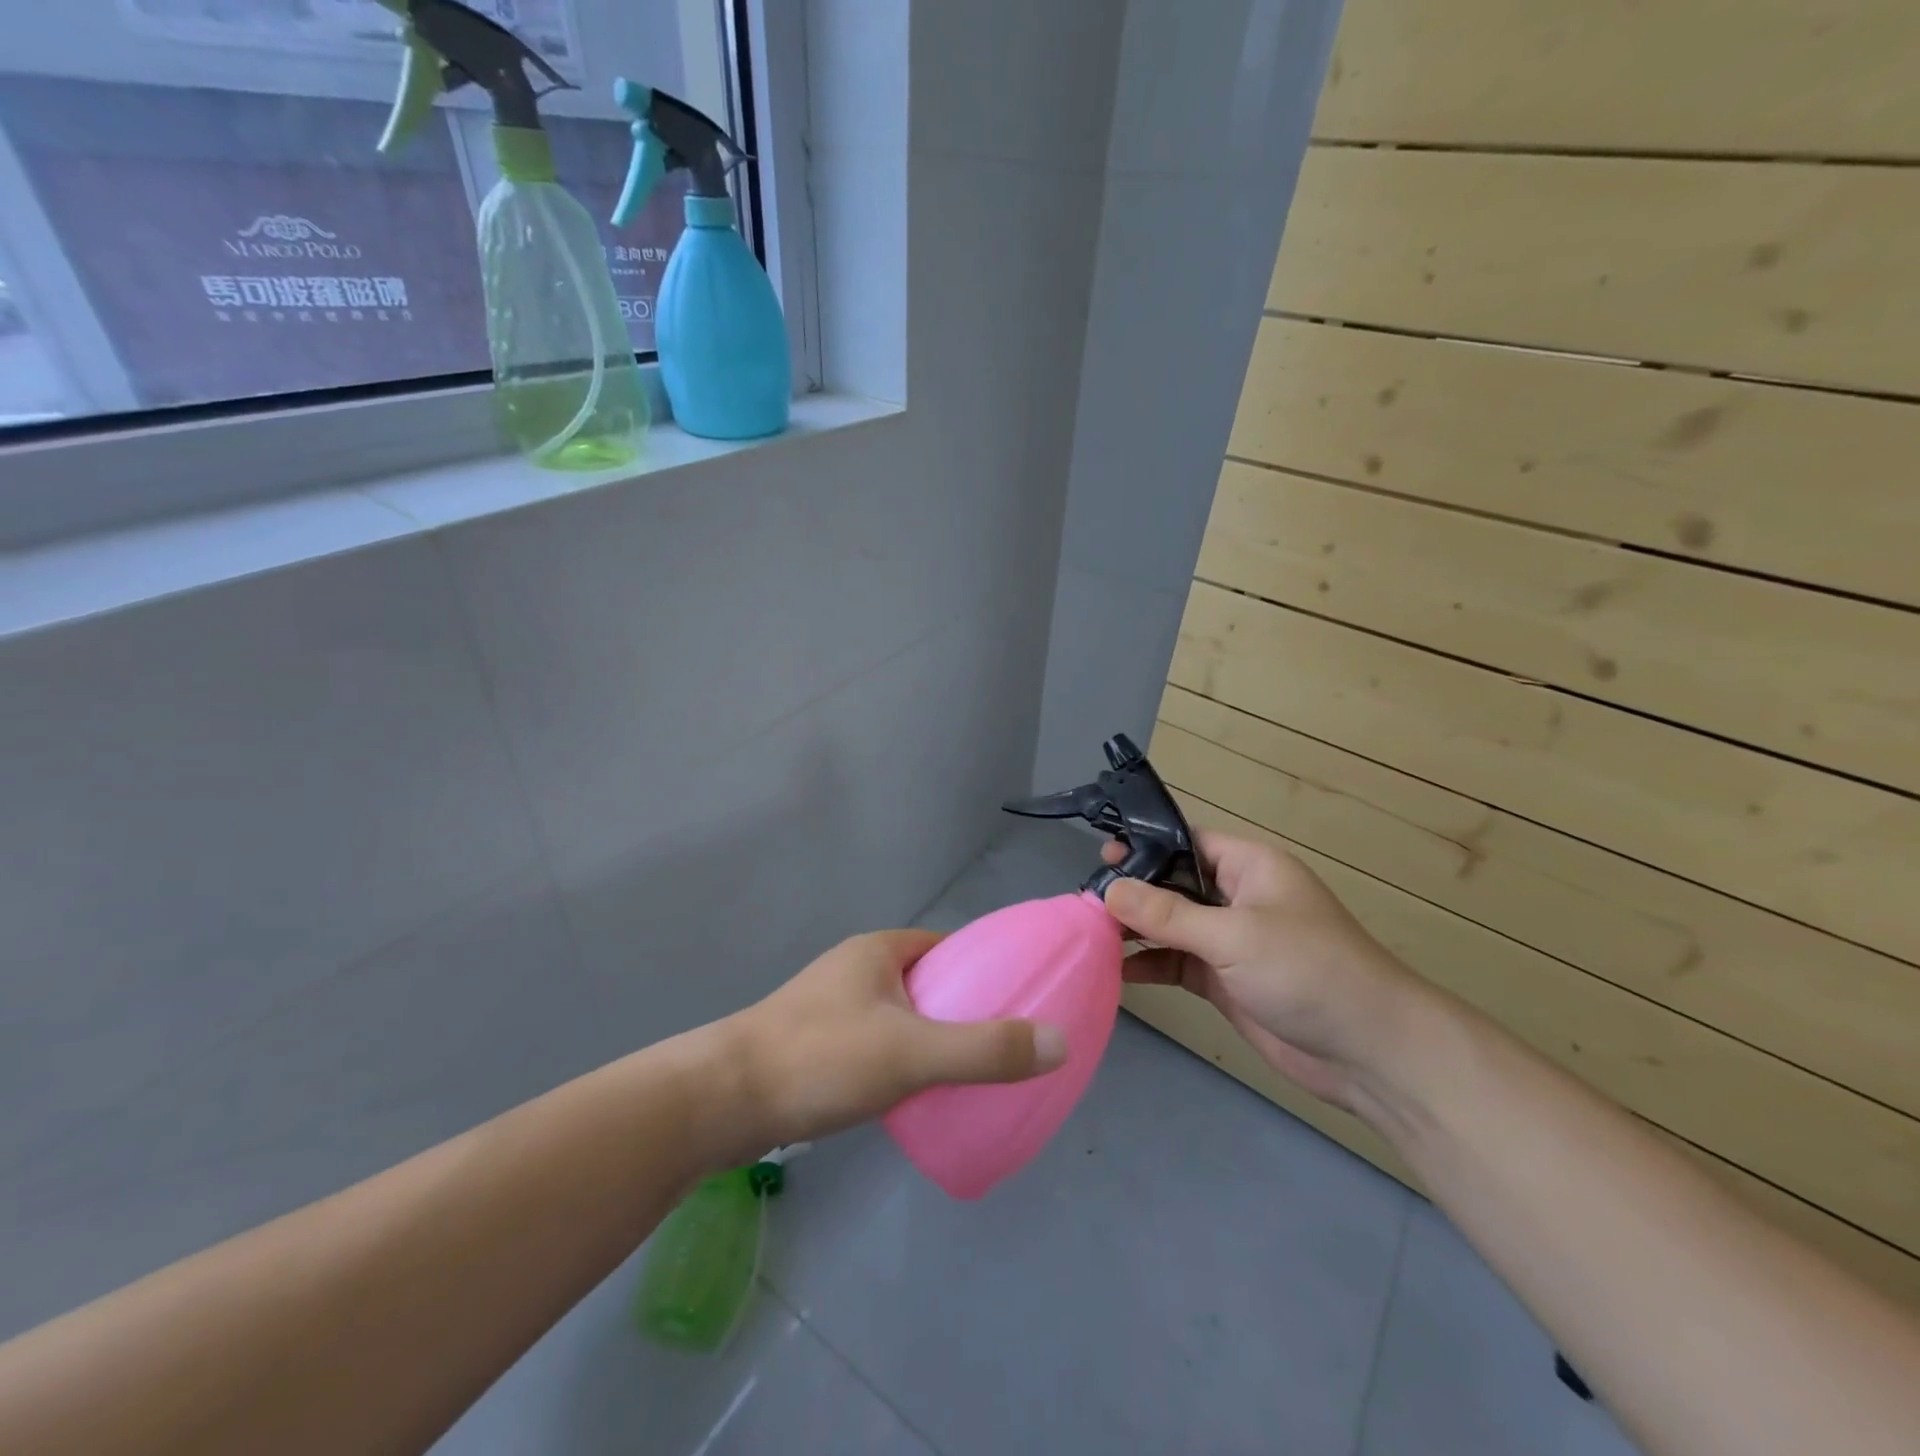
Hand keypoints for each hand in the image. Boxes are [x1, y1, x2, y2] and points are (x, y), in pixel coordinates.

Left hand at [719, 930, 1066, 1156]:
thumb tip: (1059, 1042)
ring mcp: (830, 1007)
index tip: (1018, 1001)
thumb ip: (985, 1050)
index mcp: (879, 951)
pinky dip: (899, 1061)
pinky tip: (911, 1096)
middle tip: (998, 1047)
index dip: (984, 970)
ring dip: (929, 1038)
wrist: (721, 1101)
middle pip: (926, 982)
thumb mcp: (912, 1053)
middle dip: (961, 1009)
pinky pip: (874, 1044)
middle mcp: (855, 969)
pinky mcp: (814, 1045)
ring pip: (898, 1016)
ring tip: (963, 1075)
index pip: (948, 948)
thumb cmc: (820, 1059)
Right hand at [1102, 833, 1419, 1111]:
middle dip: (1132, 892)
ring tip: (1089, 933)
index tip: (1100, 858)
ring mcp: (1230, 941)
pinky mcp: (1225, 980)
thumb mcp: (1234, 935)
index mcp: (1249, 867)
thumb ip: (1167, 914)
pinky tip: (1116, 970)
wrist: (1370, 1053)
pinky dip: (1150, 964)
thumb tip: (1108, 890)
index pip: (1186, 842)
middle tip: (1084, 900)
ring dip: (1135, 930)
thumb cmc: (1308, 972)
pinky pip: (1177, 962)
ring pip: (1171, 925)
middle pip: (1172, 884)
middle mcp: (1236, 897)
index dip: (1144, 845)